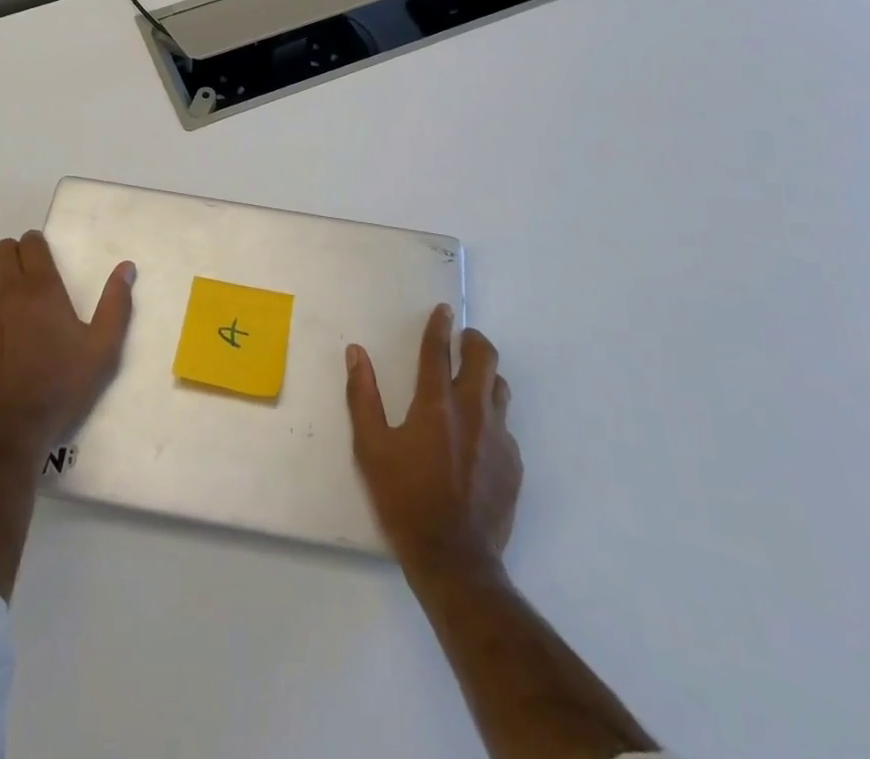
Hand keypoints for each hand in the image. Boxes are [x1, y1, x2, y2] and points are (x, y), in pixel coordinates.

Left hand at [0, 230, 134, 456]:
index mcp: (41, 289)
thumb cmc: (63, 385)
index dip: (37, 243)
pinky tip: (1, 335)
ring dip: (0, 278)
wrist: (12, 429)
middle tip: (33, 274)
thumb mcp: (103, 348)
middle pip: (2, 251)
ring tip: (16, 301)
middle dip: (17, 254)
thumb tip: (126, 268)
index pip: (30, 243)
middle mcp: (7, 293)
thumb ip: (116, 304)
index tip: (47, 256)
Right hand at [346, 304, 520, 577]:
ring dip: (486, 377)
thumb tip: (355, 353)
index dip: (439, 326)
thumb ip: (362, 396)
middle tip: (462, 340)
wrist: (455, 560)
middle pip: (484, 358)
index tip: (443, 310)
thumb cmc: (405, 500)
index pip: (438, 350)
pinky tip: (479, 437)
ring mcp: (499, 438)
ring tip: (471, 383)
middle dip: (474, 341)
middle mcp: (472, 411)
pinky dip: (492, 418)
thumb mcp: (371, 448)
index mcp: (436, 404)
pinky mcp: (514, 464)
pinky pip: (506, 427)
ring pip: (500, 389)